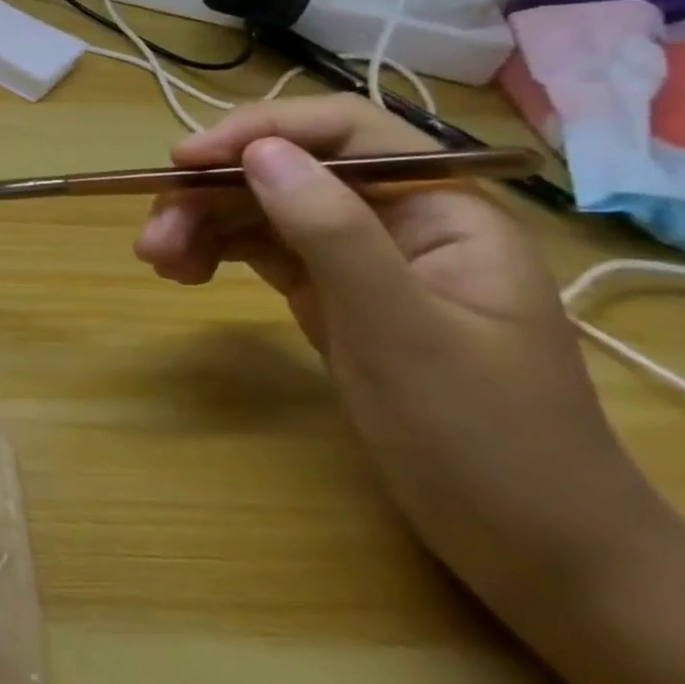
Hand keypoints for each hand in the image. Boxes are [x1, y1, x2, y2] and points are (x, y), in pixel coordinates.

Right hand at [132, 95, 652, 602]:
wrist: (532, 552)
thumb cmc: (482, 438)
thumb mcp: (400, 330)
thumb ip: (332, 231)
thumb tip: (260, 152)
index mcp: (441, 210)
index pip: (345, 132)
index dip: (260, 131)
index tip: (183, 160)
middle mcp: (398, 220)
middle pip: (286, 172)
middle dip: (211, 195)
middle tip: (152, 239)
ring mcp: (361, 259)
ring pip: (262, 210)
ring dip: (201, 225)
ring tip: (158, 262)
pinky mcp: (331, 295)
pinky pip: (260, 250)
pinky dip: (215, 252)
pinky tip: (183, 272)